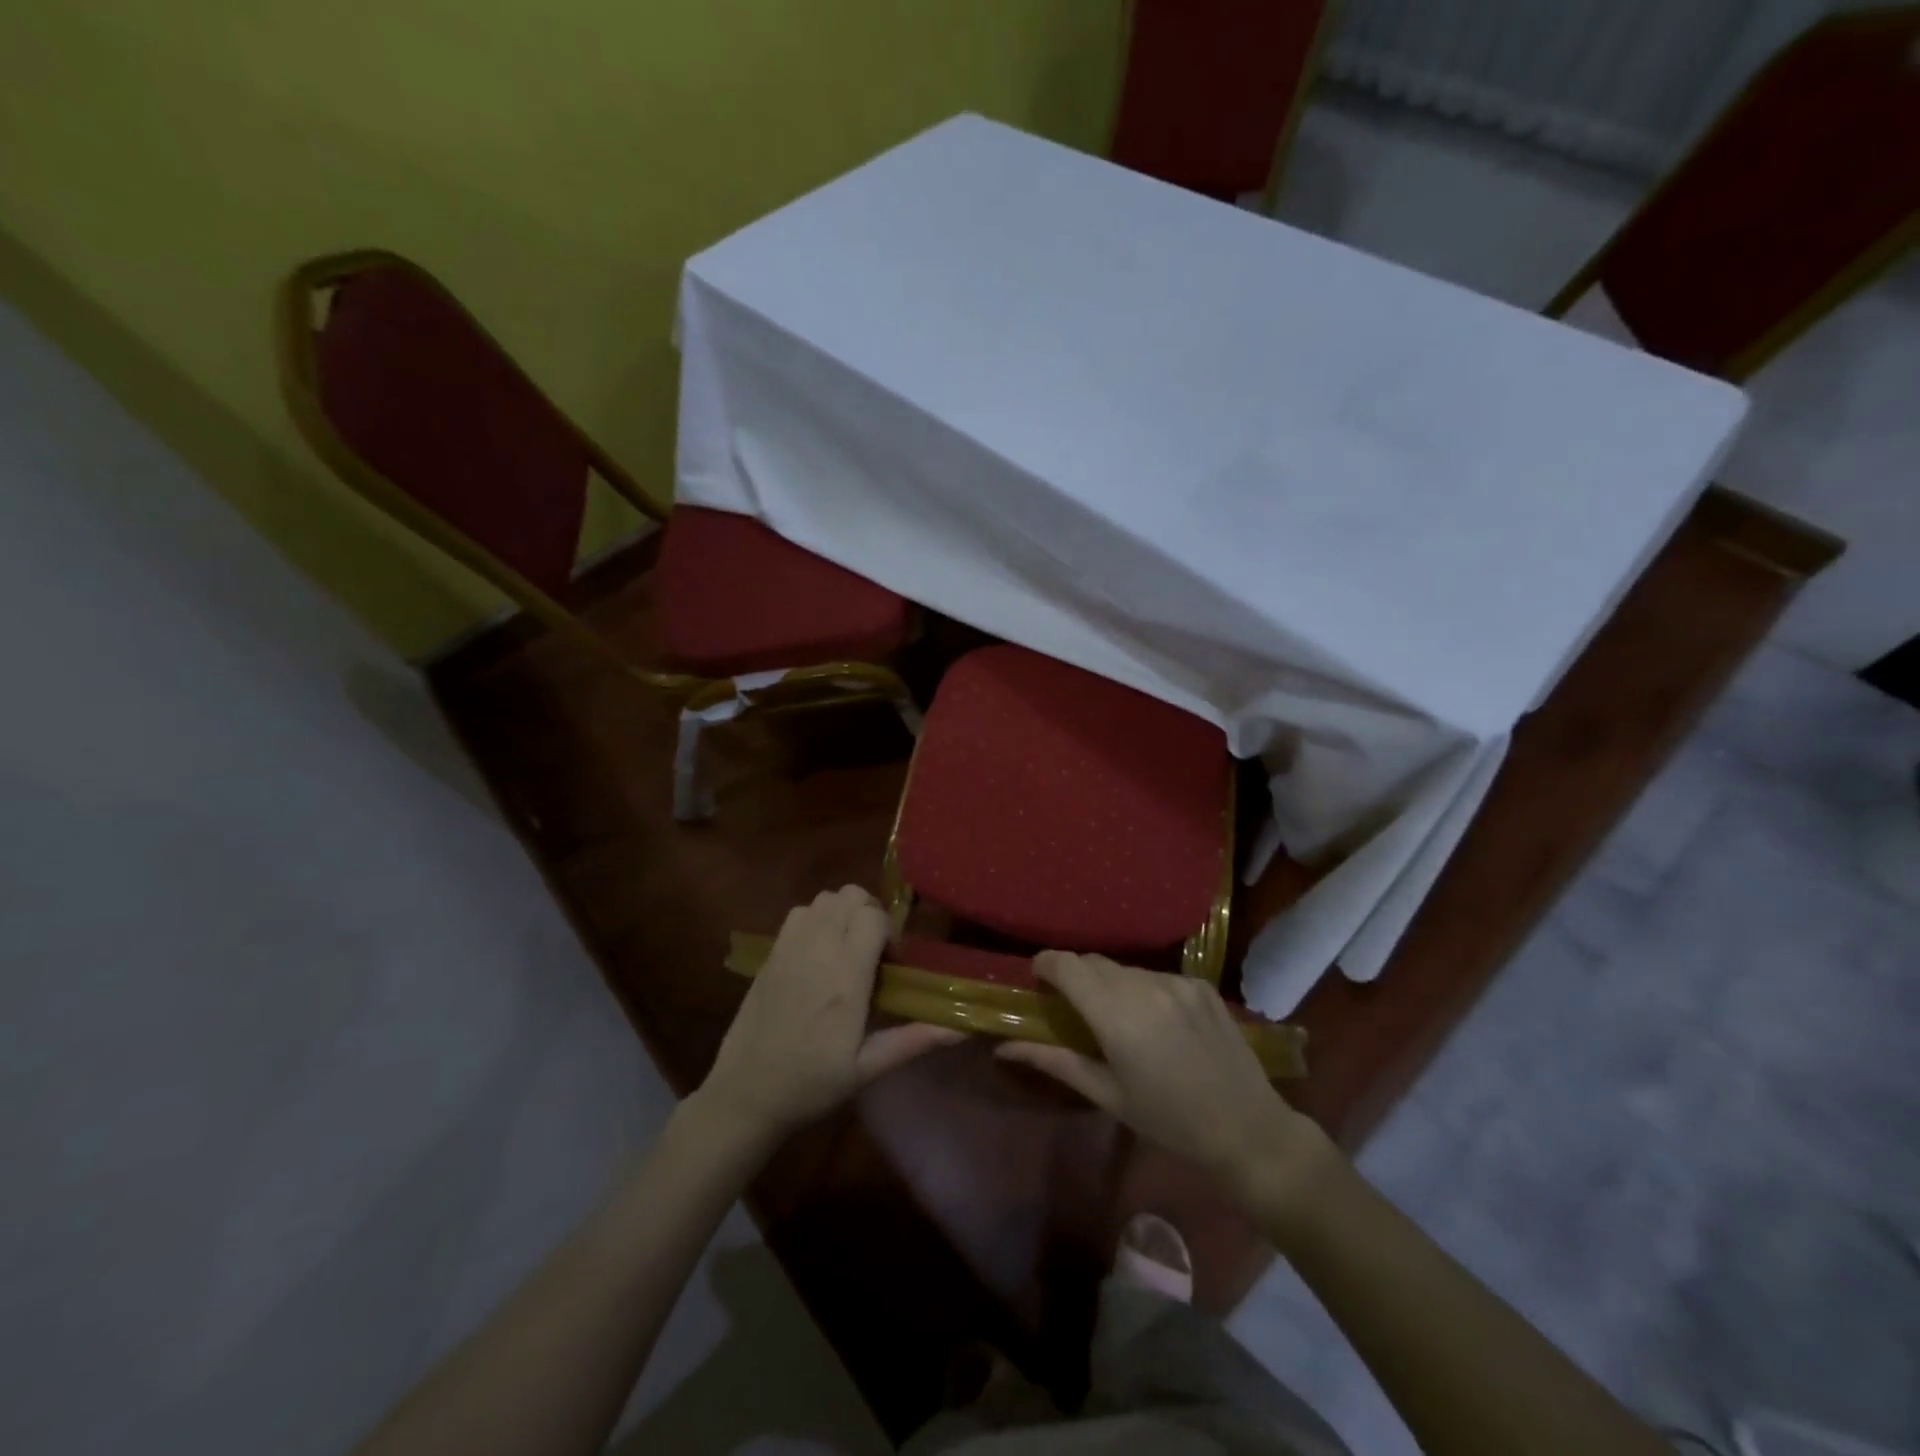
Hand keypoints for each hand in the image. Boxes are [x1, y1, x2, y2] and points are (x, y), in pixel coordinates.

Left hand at [695, 887, 962, 1148]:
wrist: (745, 1093)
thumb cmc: (811, 1084)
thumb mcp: (867, 1069)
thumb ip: (914, 1040)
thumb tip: (963, 1028)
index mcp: (845, 978)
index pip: (872, 918)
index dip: (888, 931)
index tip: (891, 962)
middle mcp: (817, 951)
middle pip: (850, 895)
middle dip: (869, 913)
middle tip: (872, 950)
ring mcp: (789, 947)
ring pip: (825, 898)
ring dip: (842, 912)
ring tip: (846, 948)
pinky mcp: (770, 952)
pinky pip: (800, 912)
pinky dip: (816, 918)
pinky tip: (818, 952)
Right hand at [998, 952, 1334, 1214]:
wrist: (1248, 1130)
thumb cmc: (1169, 1122)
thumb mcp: (1107, 1095)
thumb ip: (1055, 1062)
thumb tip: (1005, 1047)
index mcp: (1118, 1017)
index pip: (1068, 966)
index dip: (1046, 964)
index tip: (1038, 979)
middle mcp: (1146, 988)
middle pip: (1094, 962)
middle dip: (1076, 976)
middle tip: (1073, 1006)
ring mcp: (1178, 982)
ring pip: (1126, 968)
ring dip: (1111, 984)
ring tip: (1120, 1019)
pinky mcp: (1201, 985)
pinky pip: (1157, 976)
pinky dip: (1145, 990)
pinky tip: (1158, 1022)